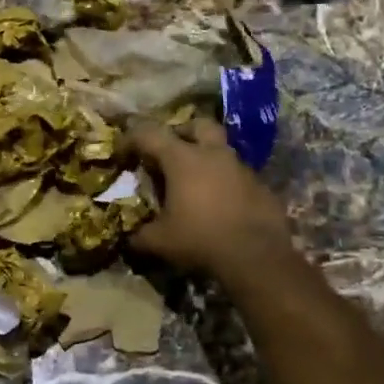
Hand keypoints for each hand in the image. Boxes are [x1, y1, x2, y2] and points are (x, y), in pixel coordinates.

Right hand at [129, 118, 296, 277]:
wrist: (257, 259)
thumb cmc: (201, 240)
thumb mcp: (160, 242)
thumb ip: (139, 236)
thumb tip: (128, 239)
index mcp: (183, 159)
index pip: (149, 134)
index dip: (131, 139)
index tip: (122, 152)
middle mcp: (214, 155)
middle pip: (198, 125)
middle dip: (182, 133)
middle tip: (171, 153)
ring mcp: (242, 169)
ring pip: (222, 151)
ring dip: (208, 160)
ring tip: (196, 185)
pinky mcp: (262, 187)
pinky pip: (239, 177)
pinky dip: (227, 185)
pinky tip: (222, 207)